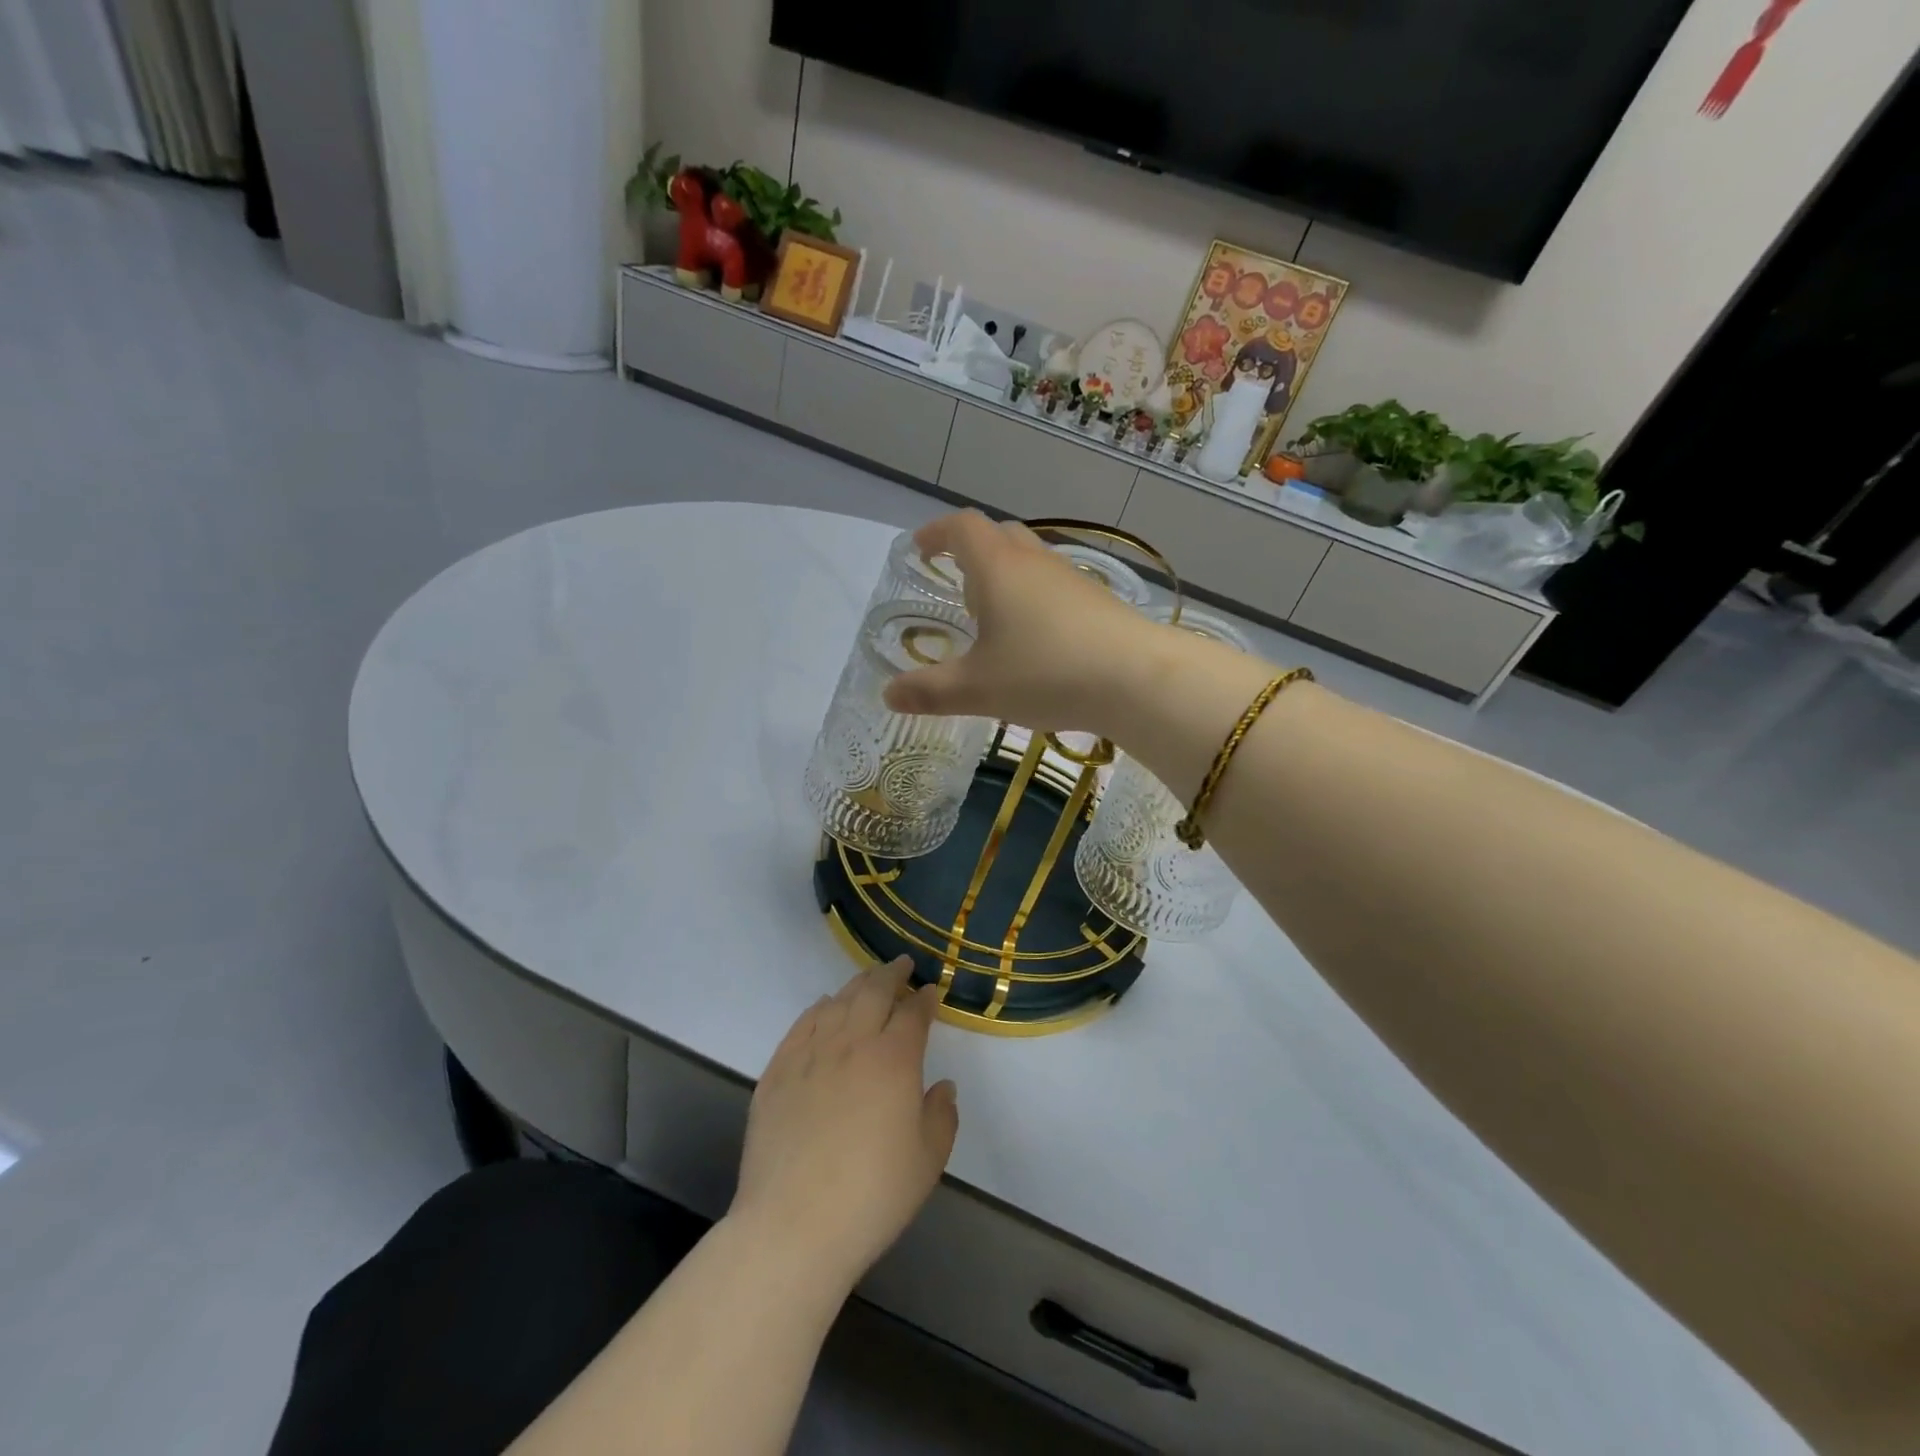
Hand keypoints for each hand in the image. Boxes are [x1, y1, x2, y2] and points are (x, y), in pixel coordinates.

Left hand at [730, 957, 957, 1291]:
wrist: (793, 1225)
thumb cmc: (872, 1196)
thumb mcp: (928, 1161)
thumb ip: (942, 1116)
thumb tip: (941, 1086)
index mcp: (894, 1059)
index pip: (912, 1013)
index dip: (924, 999)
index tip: (930, 992)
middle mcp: (852, 1043)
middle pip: (873, 993)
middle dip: (892, 974)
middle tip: (902, 965)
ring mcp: (810, 1054)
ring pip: (837, 1002)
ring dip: (857, 986)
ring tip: (867, 981)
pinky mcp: (777, 1071)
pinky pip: (802, 1024)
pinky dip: (819, 1009)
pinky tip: (824, 1008)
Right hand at [881, 511, 1160, 736]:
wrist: (1136, 678)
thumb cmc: (1045, 673)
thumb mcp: (977, 689)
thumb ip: (930, 691)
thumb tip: (888, 694)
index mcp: (998, 568)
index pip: (962, 527)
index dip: (937, 532)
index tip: (921, 549)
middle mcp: (1034, 561)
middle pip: (999, 536)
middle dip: (971, 553)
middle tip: (957, 586)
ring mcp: (1071, 578)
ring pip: (1030, 561)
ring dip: (1005, 578)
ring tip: (993, 620)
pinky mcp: (1097, 601)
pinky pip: (1053, 587)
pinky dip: (1033, 600)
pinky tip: (1035, 641)